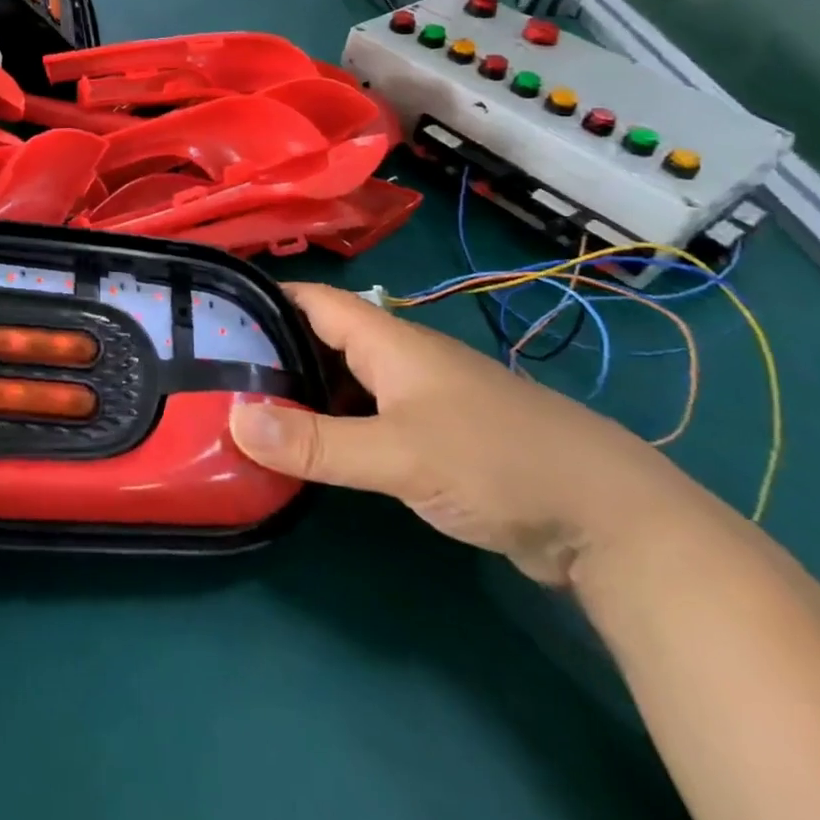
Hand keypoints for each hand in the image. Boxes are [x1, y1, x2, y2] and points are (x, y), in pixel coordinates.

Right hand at [229, 284, 689, 585]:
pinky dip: (329, 425)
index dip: (261, 298)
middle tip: (210, 370)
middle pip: (319, 338)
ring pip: (341, 381)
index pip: (310, 299)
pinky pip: (363, 418)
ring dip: (297, 390)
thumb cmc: (500, 463)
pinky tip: (304, 449)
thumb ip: (316, 441)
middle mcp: (398, 359)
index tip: (208, 312)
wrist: (612, 522)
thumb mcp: (399, 454)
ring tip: (241, 408)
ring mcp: (417, 399)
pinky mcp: (432, 438)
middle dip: (268, 348)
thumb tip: (233, 420)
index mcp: (388, 341)